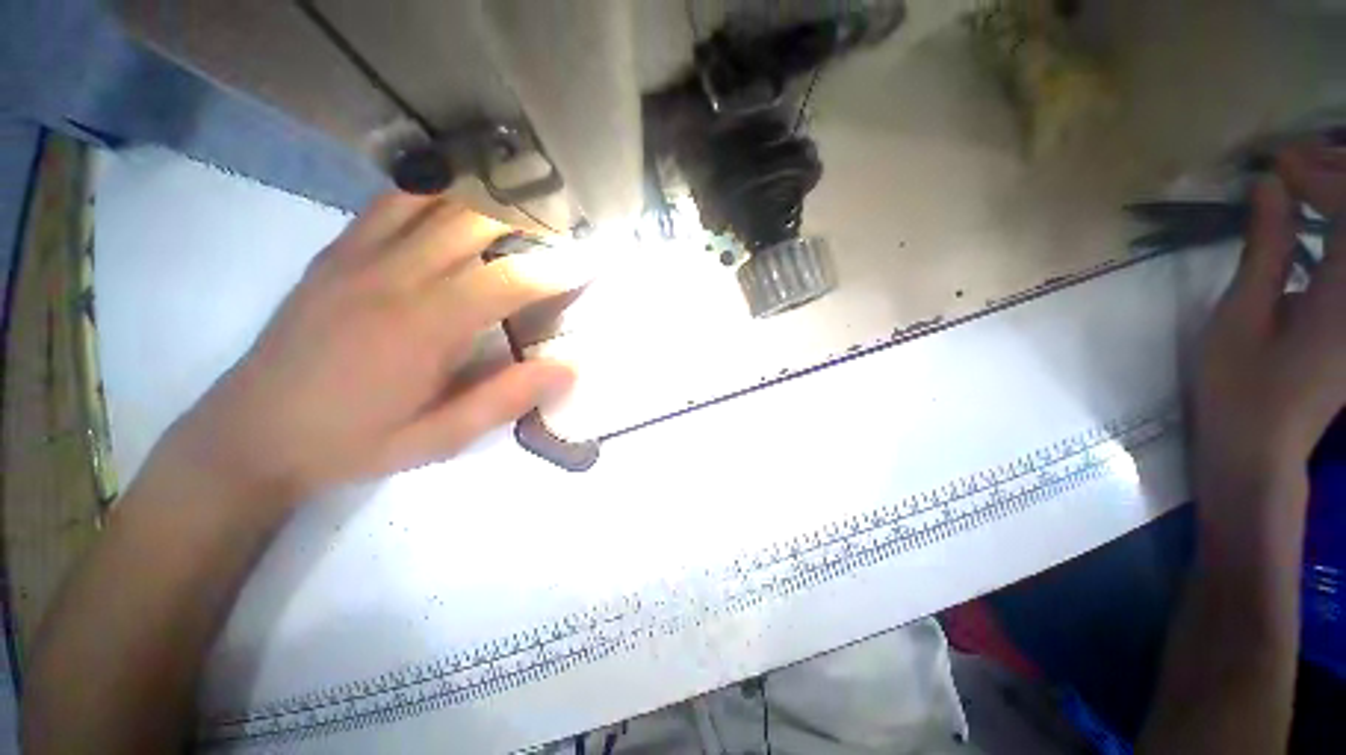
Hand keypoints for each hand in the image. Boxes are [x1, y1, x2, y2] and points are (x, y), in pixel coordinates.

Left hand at [155, 193, 591, 507]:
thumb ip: (506, 398)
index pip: (510, 281)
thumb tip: (570, 366)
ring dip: (488, 194)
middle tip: (568, 223)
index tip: (596, 257)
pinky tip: (460, 196)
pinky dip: (436, 189)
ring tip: (527, 199)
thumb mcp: (439, 438)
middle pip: (474, 221)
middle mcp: (394, 276)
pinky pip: (393, 201)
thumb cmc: (354, 442)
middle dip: (530, 216)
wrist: (249, 433)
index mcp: (424, 327)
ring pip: (435, 199)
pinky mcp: (337, 251)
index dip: (561, 267)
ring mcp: (359, 255)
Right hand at [1194, 142, 1345, 541]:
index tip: (1274, 162)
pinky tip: (1318, 216)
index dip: (1318, 174)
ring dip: (1343, 196)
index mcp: (1345, 298)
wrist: (1260, 447)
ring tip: (1305, 179)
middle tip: (1291, 162)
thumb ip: (1265, 249)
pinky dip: (1341, 226)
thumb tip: (1269, 186)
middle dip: (1338, 175)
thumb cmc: (1239, 388)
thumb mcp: (1241, 317)